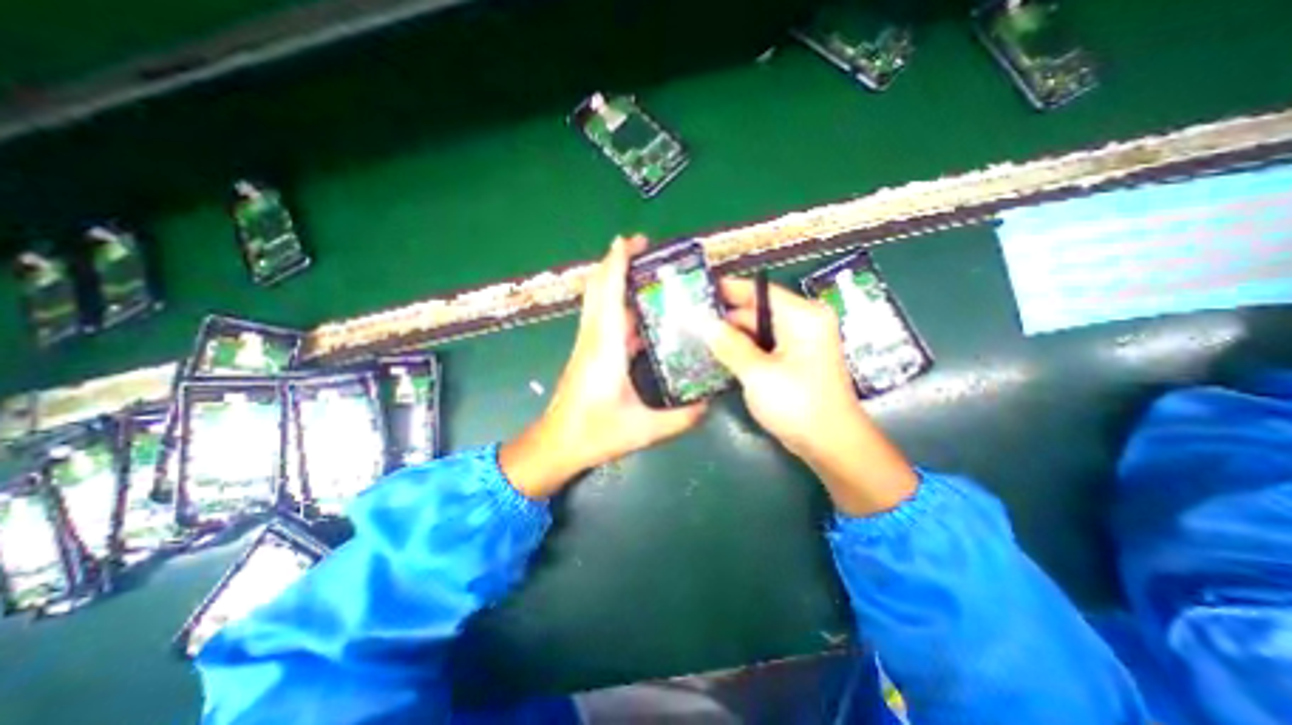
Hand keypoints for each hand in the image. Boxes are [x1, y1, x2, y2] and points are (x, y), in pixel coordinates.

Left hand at [503, 238, 704, 497]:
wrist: (556, 445)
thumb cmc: (594, 434)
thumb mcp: (643, 429)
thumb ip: (681, 418)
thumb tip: (709, 404)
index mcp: (605, 347)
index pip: (609, 292)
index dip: (618, 261)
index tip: (633, 240)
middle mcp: (594, 337)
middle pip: (599, 287)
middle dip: (617, 261)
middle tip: (645, 249)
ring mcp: (589, 344)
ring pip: (598, 300)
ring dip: (616, 279)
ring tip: (647, 273)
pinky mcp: (589, 353)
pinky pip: (603, 318)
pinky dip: (618, 304)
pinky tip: (641, 312)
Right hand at [705, 274, 918, 515]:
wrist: (830, 445)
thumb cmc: (798, 404)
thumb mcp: (758, 373)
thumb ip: (729, 344)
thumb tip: (702, 322)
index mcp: (803, 316)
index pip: (760, 291)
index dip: (729, 289)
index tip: (699, 289)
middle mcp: (804, 322)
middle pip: (757, 311)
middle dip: (726, 316)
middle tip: (690, 319)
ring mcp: (799, 342)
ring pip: (758, 330)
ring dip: (731, 334)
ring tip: (697, 335)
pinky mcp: (794, 360)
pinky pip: (763, 346)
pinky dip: (743, 348)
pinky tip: (718, 353)